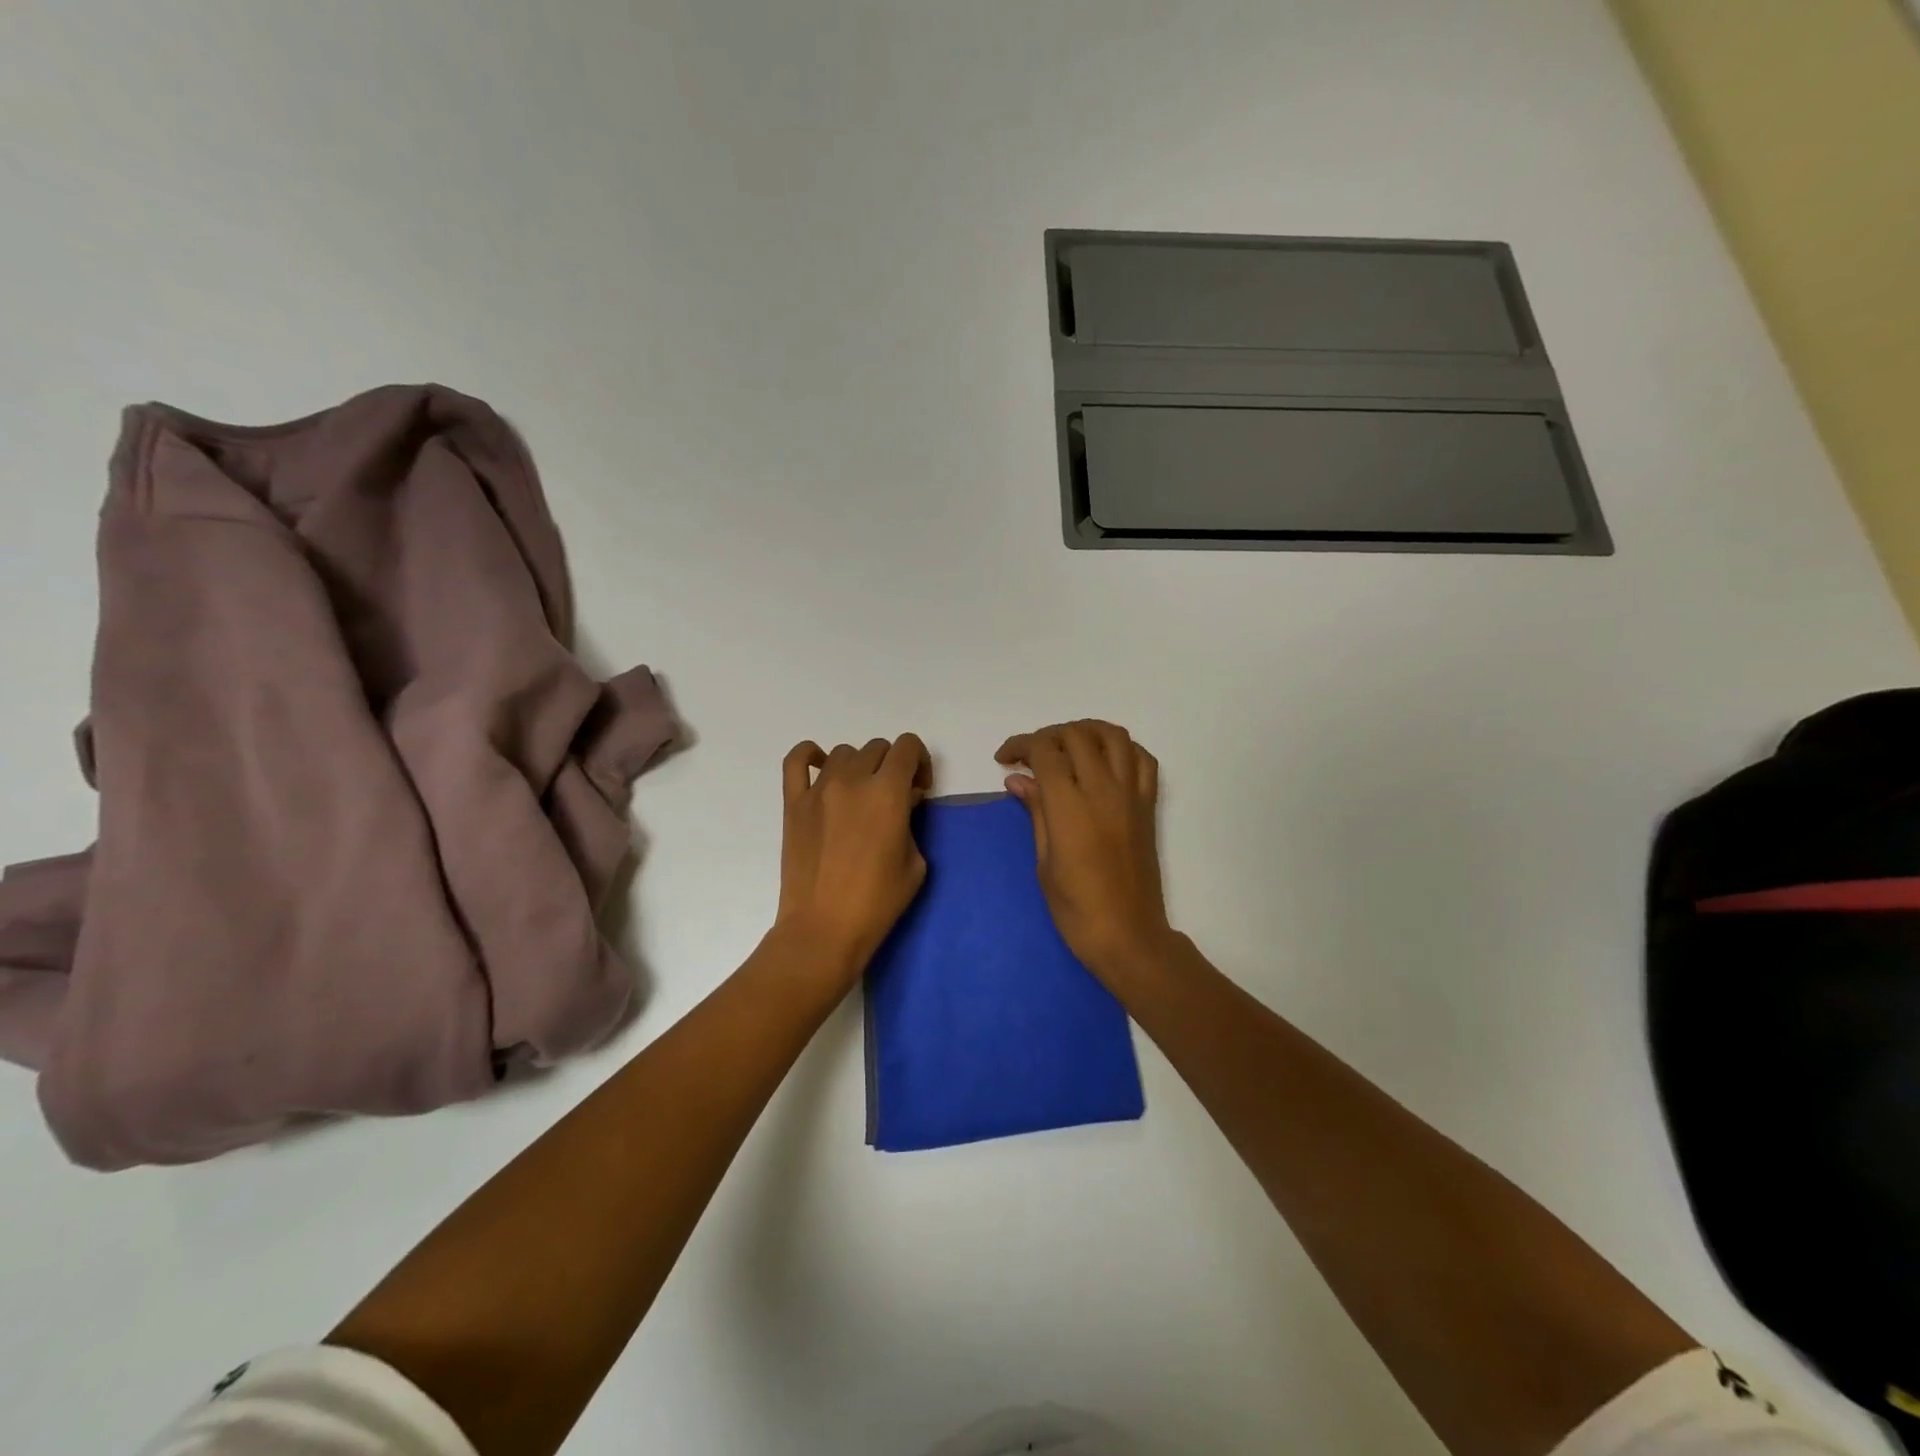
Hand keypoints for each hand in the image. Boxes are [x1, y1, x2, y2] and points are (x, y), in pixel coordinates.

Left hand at [776, 735, 932, 981]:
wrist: (824, 928)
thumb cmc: (877, 902)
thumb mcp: (915, 862)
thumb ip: (911, 822)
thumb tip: (901, 803)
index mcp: (887, 793)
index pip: (907, 747)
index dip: (920, 761)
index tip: (919, 789)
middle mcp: (853, 780)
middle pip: (878, 748)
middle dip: (893, 766)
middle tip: (893, 799)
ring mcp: (818, 789)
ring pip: (845, 752)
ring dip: (860, 766)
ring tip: (860, 795)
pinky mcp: (793, 803)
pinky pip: (796, 761)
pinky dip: (810, 755)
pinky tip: (821, 768)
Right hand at [996, 720, 1173, 979]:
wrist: (1128, 935)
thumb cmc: (1076, 909)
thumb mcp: (1044, 862)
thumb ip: (1035, 811)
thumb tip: (1018, 778)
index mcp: (1070, 807)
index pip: (1045, 751)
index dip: (1021, 745)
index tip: (1005, 759)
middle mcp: (1104, 790)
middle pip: (1077, 735)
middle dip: (1048, 736)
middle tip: (1031, 756)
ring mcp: (1131, 795)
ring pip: (1113, 736)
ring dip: (1085, 731)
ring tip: (1066, 747)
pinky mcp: (1148, 806)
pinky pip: (1142, 759)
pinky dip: (1122, 748)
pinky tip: (1104, 761)